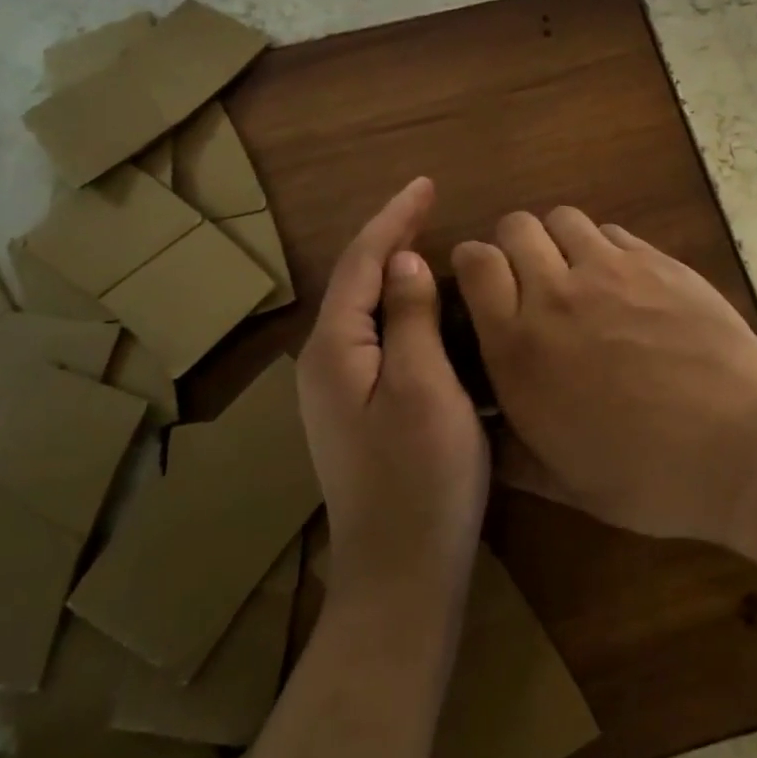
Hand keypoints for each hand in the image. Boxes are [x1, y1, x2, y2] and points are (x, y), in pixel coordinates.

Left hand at [298, 178, 489, 613]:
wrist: (400, 574)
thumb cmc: (421, 477)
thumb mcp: (425, 387)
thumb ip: (410, 317)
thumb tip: (405, 261)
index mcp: (335, 348)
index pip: (363, 261)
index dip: (395, 218)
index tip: (426, 183)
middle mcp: (325, 362)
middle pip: (358, 281)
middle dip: (392, 238)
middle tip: (431, 206)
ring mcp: (337, 391)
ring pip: (367, 311)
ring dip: (396, 273)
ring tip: (431, 243)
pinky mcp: (358, 411)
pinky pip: (379, 339)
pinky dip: (403, 311)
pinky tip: (430, 309)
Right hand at [453, 208, 756, 546]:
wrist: (743, 442)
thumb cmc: (648, 474)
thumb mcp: (563, 484)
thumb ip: (509, 450)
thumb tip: (480, 430)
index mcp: (520, 346)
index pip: (475, 263)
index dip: (473, 265)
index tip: (483, 286)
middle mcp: (556, 294)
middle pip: (515, 226)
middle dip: (512, 245)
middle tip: (530, 280)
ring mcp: (611, 269)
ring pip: (563, 219)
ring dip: (558, 240)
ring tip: (576, 274)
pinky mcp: (657, 260)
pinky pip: (613, 232)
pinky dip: (605, 248)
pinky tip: (624, 283)